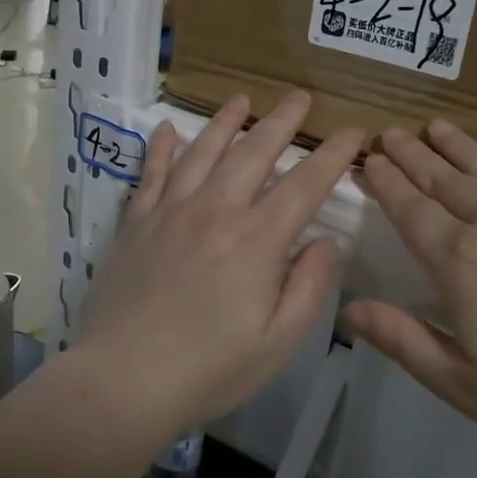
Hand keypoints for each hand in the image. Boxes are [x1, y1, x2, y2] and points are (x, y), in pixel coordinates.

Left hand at [79, 91, 364, 436]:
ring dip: (226, 122)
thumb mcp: (278, 341)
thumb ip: (309, 286)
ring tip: (242, 100)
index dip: (333, 155)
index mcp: (257, 240)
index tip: (353, 131)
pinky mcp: (136, 223)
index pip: (305, 185)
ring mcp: (171, 212)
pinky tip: (167, 129)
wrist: (123, 380)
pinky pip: (150, 173)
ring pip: (203, 152)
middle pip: (254, 153)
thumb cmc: (209, 369)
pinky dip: (161, 148)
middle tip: (299, 96)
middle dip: (281, 121)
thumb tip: (326, 240)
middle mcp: (216, 211)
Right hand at [342, 121, 476, 475]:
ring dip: (457, 146)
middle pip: (444, 180)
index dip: (388, 182)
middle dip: (413, 156)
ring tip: (435, 126)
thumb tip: (347, 308)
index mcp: (459, 263)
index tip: (372, 159)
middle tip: (393, 133)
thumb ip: (402, 339)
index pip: (410, 210)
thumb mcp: (462, 383)